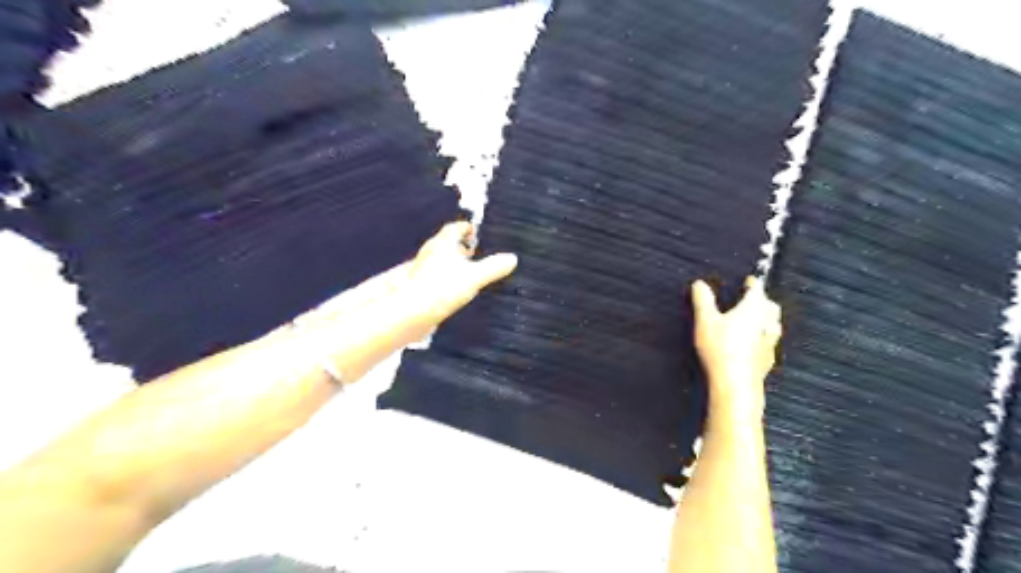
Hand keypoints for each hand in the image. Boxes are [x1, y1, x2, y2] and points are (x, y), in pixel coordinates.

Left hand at [295, 221, 518, 387]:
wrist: (413, 311)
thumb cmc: (443, 288)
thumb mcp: (474, 277)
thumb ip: (493, 267)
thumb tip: (513, 259)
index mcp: (442, 244)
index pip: (454, 228)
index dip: (465, 228)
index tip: (474, 230)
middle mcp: (430, 252)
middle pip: (446, 243)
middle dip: (460, 245)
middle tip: (474, 250)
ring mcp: (422, 268)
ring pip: (439, 259)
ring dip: (451, 261)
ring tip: (466, 269)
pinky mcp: (418, 284)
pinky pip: (435, 273)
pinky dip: (445, 275)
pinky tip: (453, 287)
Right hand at [694, 277, 782, 421]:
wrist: (735, 384)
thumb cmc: (720, 348)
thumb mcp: (705, 321)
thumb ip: (703, 300)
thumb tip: (700, 283)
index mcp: (753, 308)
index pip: (757, 289)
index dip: (752, 283)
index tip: (748, 281)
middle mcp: (767, 322)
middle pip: (770, 306)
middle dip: (762, 300)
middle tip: (751, 299)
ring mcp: (770, 342)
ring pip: (773, 324)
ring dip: (765, 319)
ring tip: (753, 320)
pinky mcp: (768, 359)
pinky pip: (769, 342)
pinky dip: (763, 337)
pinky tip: (754, 343)